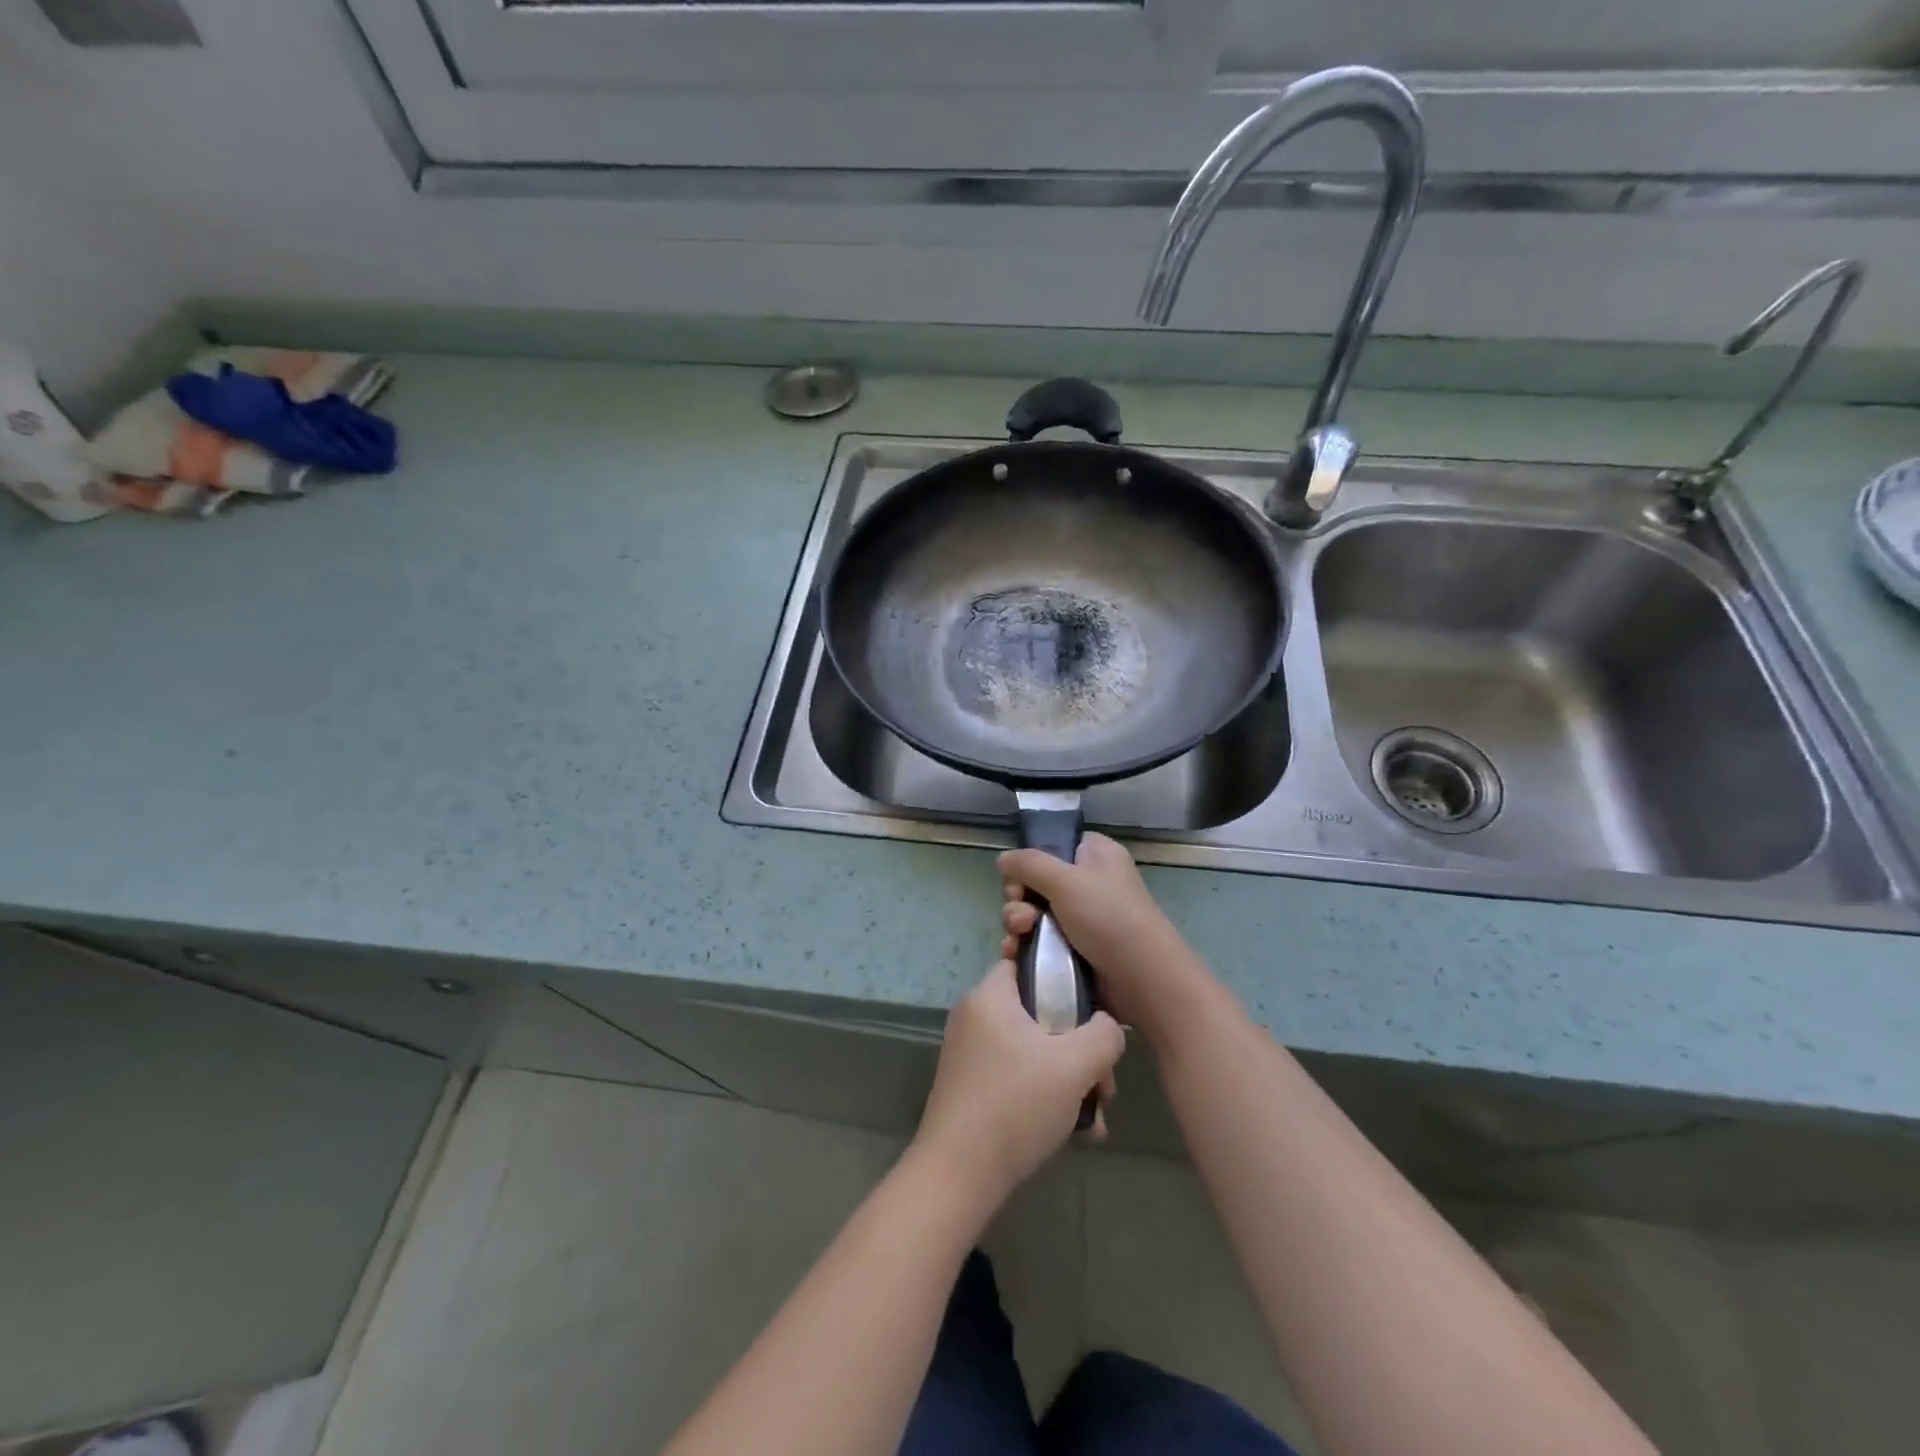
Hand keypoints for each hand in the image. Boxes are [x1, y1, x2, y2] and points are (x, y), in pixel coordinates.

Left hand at [913, 961, 1124, 1208]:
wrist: (957, 1175)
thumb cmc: (1016, 1105)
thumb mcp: (1075, 1066)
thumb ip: (1104, 1035)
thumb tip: (1108, 1027)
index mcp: (989, 996)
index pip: (1027, 964)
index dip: (1064, 979)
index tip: (1093, 1010)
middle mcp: (974, 1017)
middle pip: (1038, 1014)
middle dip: (1078, 1047)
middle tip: (1103, 1082)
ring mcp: (970, 1055)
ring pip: (1033, 1051)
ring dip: (1069, 1079)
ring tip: (1096, 1115)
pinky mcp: (970, 1087)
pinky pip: (1017, 1077)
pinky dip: (1045, 1096)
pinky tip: (1076, 1131)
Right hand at [998, 833, 1202, 1037]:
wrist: (1143, 980)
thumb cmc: (1108, 917)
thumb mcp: (1065, 880)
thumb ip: (1029, 864)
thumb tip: (1003, 859)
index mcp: (1096, 855)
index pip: (1055, 845)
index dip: (1032, 860)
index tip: (1020, 877)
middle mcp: (1089, 882)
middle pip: (1037, 881)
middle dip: (1019, 898)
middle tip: (1022, 915)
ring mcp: (1083, 919)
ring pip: (1035, 913)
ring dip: (1018, 923)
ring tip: (1019, 936)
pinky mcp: (1077, 950)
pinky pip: (1041, 940)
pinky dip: (1025, 945)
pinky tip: (1014, 955)